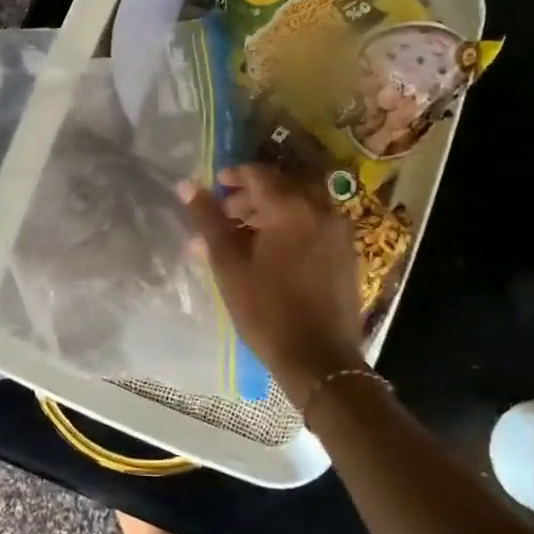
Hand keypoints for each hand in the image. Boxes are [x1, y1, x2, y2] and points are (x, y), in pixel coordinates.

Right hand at [181, 164, 366, 403]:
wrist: (320, 359)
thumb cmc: (267, 311)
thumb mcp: (229, 265)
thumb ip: (209, 220)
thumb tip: (187, 185)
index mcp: (292, 208)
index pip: (259, 174)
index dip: (233, 176)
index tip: (214, 187)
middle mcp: (321, 209)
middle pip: (281, 187)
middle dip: (250, 197)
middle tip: (224, 216)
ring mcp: (338, 231)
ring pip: (299, 206)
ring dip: (270, 212)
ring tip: (242, 238)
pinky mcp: (346, 252)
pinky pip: (313, 224)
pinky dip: (290, 227)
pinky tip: (271, 252)